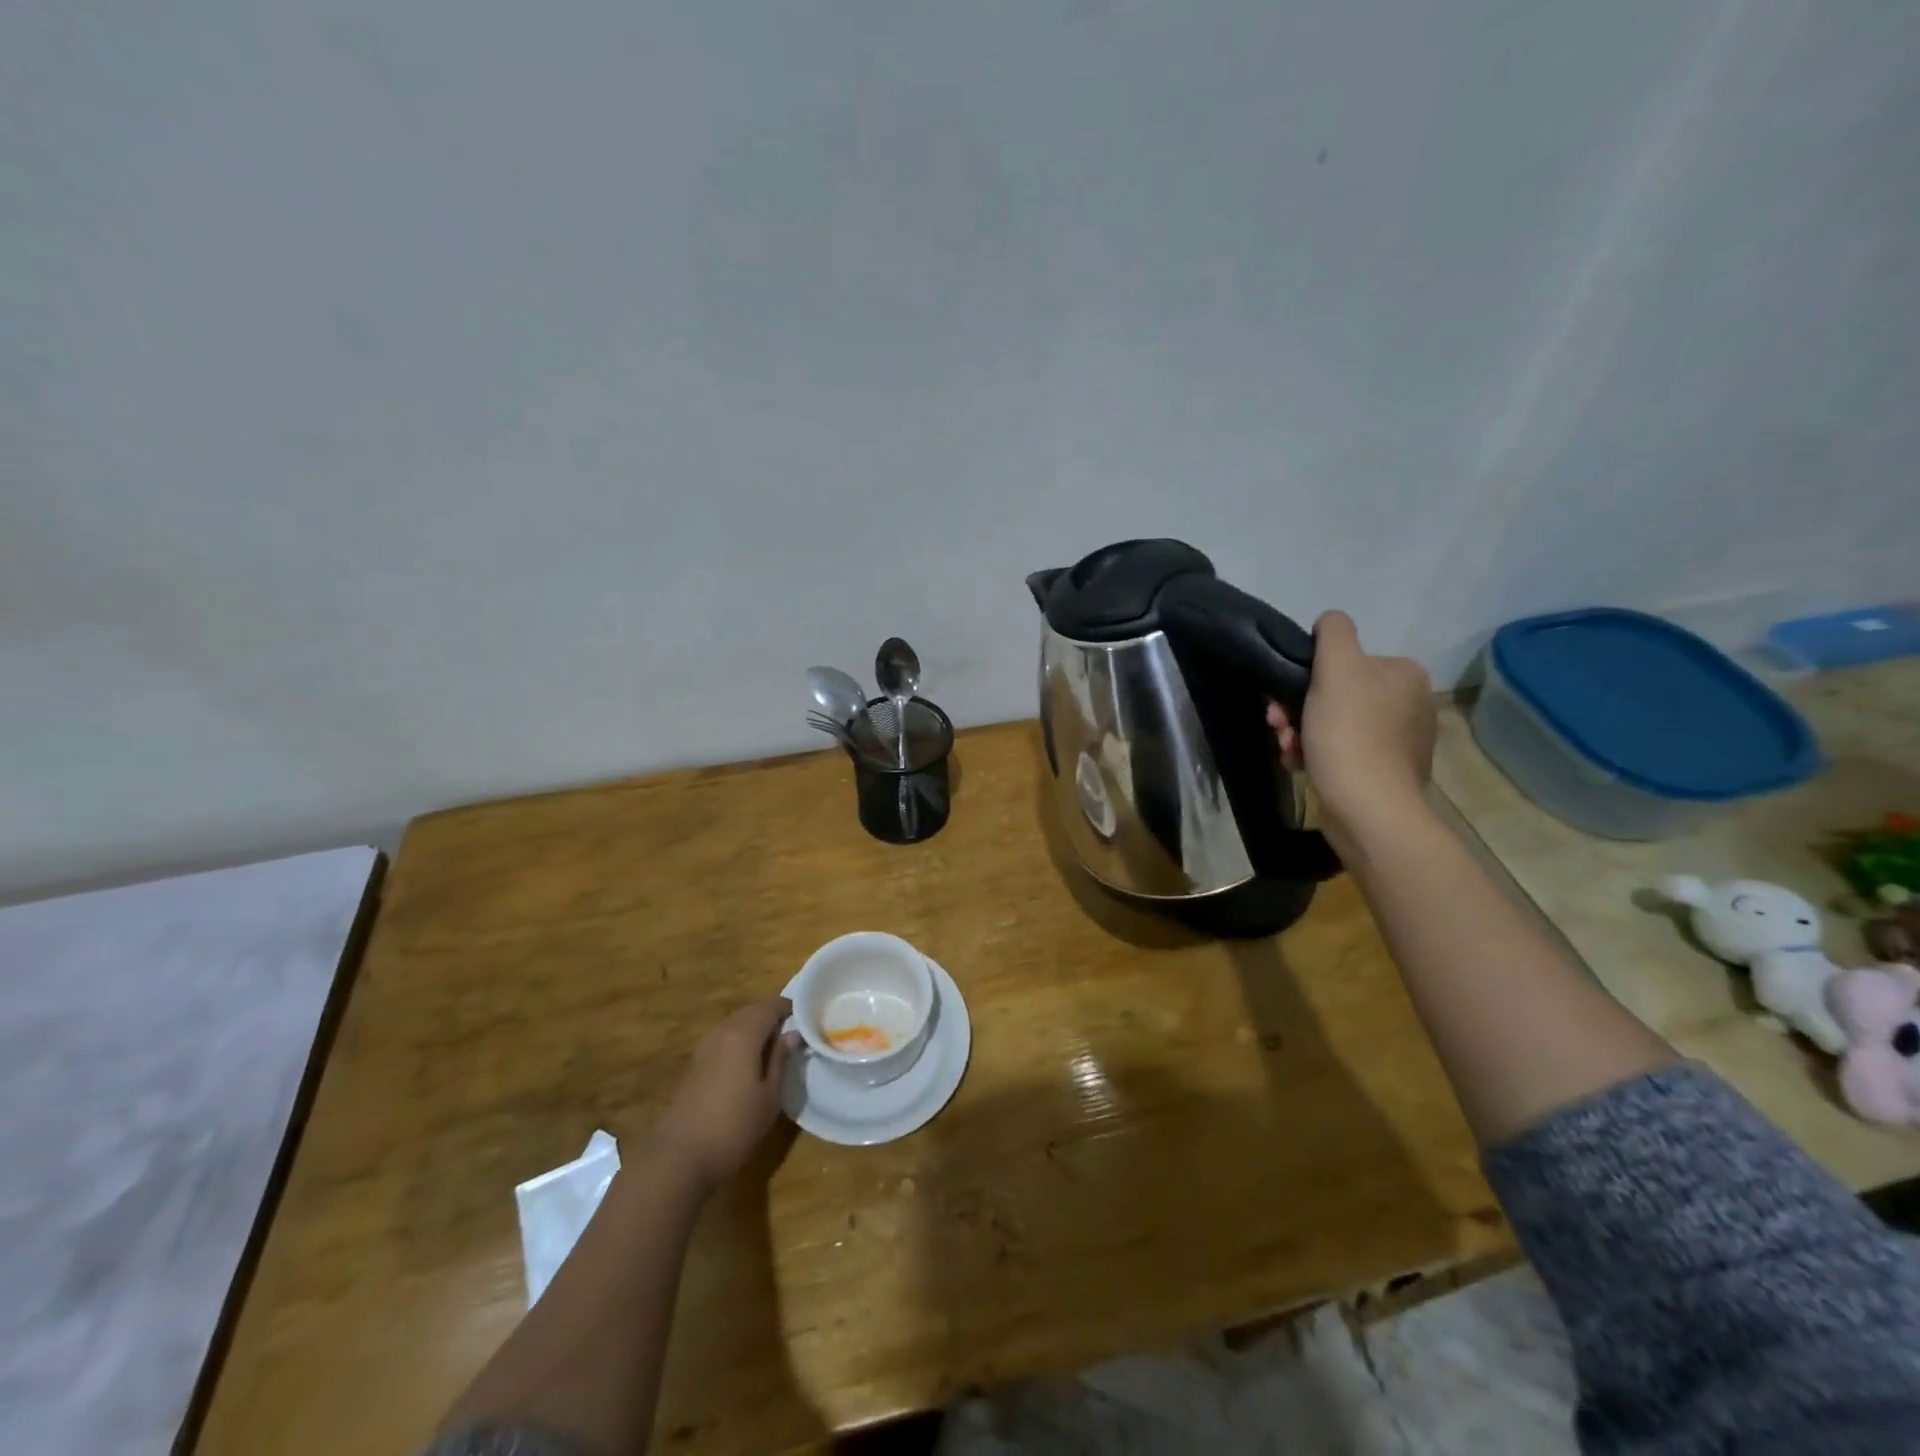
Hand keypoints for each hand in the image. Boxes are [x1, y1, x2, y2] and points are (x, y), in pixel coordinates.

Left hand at [653, 997, 798, 1189]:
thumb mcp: (769, 1096)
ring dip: (756, 1031)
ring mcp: (705, 1046)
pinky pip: (725, 1040)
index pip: (772, 1006)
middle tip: (795, 1035)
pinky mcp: (696, 1064)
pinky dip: (740, 1043)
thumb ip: (780, 1059)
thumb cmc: (734, 1126)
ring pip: (737, 1025)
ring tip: (775, 1051)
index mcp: (744, 1033)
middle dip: (773, 1018)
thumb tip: (793, 1034)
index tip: (809, 1019)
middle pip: (753, 1012)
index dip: (791, 1008)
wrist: (679, 1157)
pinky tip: (750, 1065)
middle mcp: (722, 1031)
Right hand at [1267, 610, 1434, 844]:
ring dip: (1301, 733)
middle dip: (1298, 709)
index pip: (1344, 660)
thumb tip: (1329, 622)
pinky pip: (1341, 752)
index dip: (1307, 678)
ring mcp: (1400, 740)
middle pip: (1335, 694)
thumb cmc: (1349, 735)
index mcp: (1404, 673)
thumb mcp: (1337, 669)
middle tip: (1279, 728)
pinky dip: (1316, 755)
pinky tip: (1301, 766)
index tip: (1284, 701)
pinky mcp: (1386, 772)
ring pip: (1333, 724)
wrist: (1368, 810)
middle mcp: (1410, 702)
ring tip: (1288, 752)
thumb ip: (1333, 634)